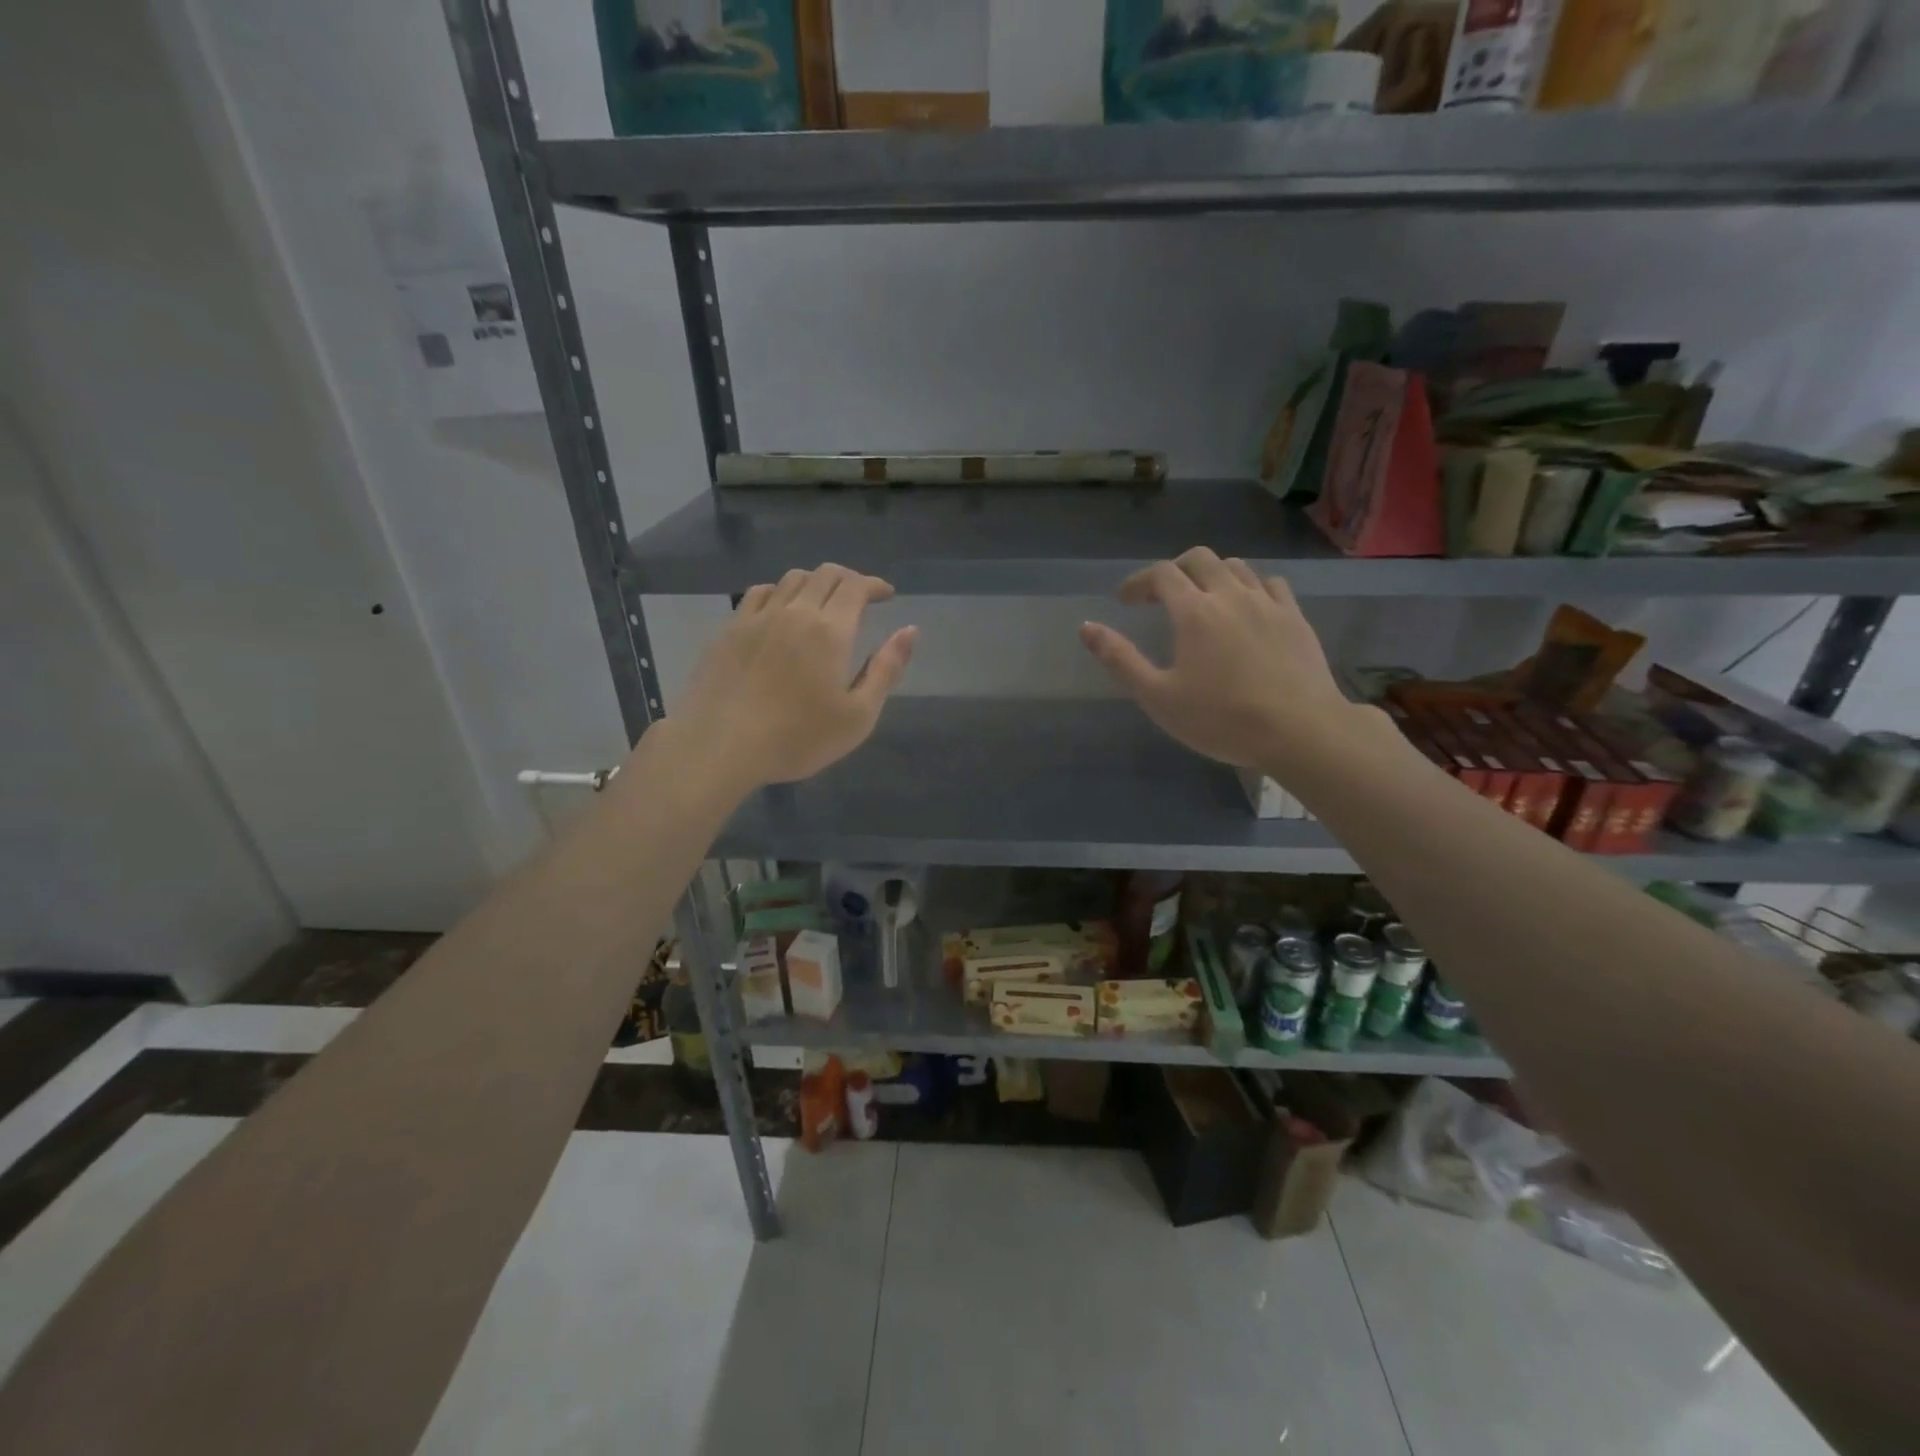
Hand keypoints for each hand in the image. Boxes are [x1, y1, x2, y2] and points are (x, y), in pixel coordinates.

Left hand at [673, 564, 916, 789]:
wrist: (721, 746)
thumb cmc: (798, 738)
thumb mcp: (858, 715)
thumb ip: (886, 670)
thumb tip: (910, 631)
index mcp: (830, 630)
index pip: (856, 586)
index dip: (874, 584)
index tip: (886, 594)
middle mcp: (795, 611)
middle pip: (824, 574)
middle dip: (849, 578)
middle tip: (860, 597)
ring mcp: (757, 617)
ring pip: (791, 579)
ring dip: (815, 582)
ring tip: (823, 601)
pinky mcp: (730, 630)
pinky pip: (759, 593)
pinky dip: (779, 592)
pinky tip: (781, 609)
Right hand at [1080, 547, 1352, 770]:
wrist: (1300, 730)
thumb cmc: (1221, 719)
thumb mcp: (1158, 696)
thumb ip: (1120, 659)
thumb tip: (1086, 627)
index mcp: (1194, 611)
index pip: (1161, 574)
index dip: (1139, 581)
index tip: (1125, 600)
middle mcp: (1230, 595)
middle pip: (1199, 559)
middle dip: (1174, 570)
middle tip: (1160, 596)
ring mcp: (1268, 603)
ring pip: (1236, 567)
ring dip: (1211, 574)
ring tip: (1202, 600)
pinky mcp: (1295, 617)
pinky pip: (1270, 584)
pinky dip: (1249, 586)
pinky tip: (1246, 608)